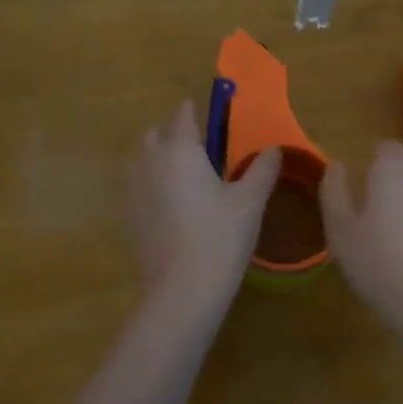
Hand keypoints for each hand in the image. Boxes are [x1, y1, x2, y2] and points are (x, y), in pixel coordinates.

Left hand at [126, 101, 279, 312]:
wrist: (182, 291)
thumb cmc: (221, 238)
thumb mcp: (251, 201)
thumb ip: (262, 169)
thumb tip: (274, 149)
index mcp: (180, 150)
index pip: (183, 115)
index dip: (197, 112)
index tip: (213, 116)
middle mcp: (149, 162)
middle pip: (156, 134)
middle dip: (175, 134)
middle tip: (203, 151)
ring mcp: (132, 191)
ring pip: (143, 161)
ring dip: (160, 159)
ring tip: (188, 179)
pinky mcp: (128, 217)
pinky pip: (138, 188)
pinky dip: (153, 187)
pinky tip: (174, 209)